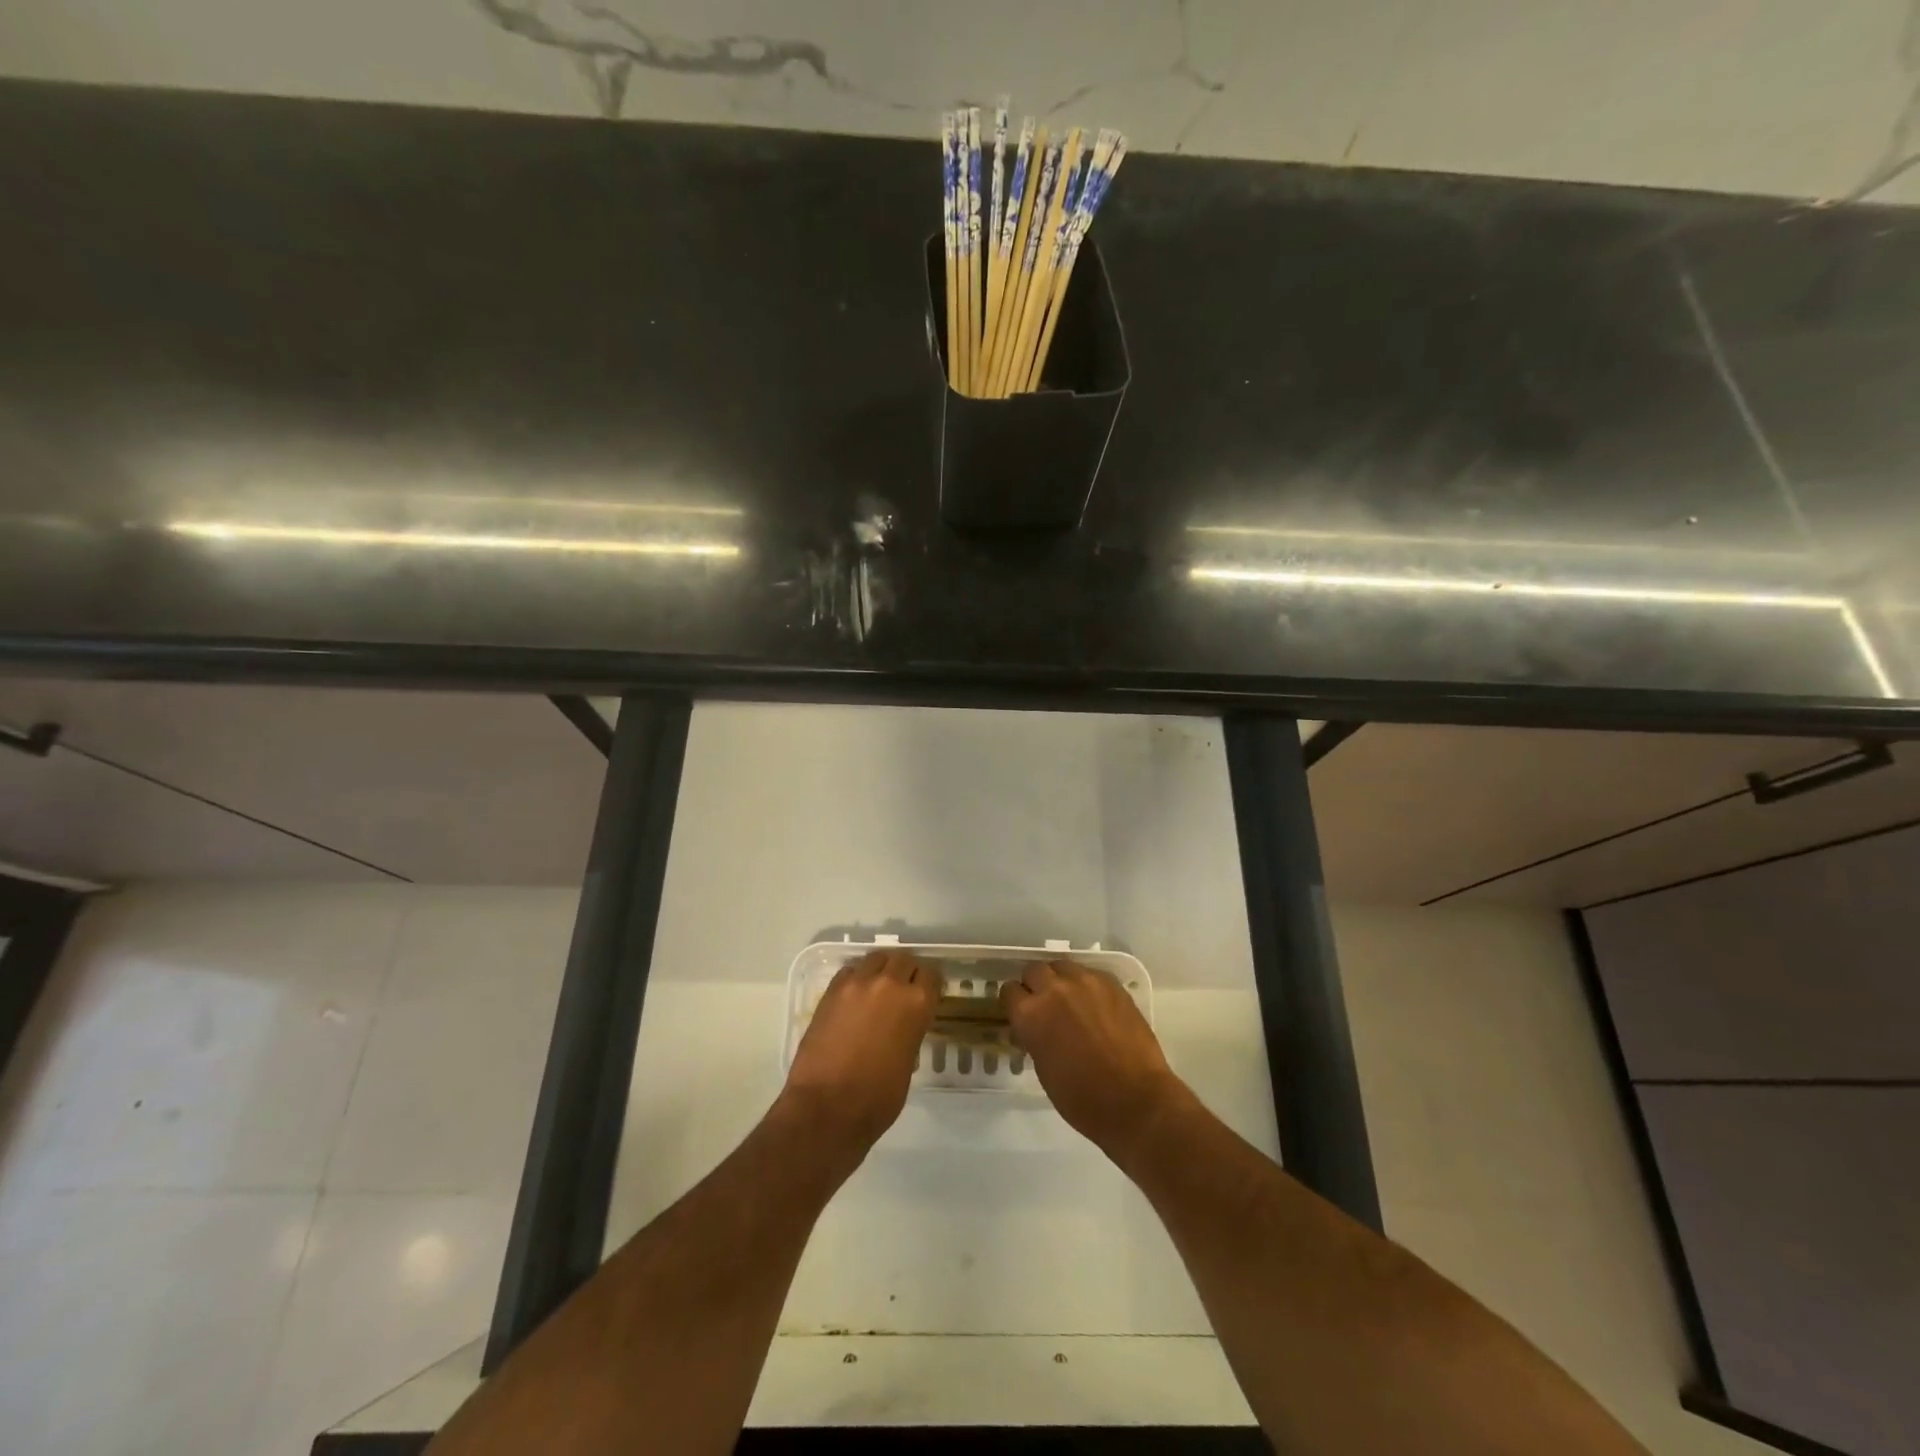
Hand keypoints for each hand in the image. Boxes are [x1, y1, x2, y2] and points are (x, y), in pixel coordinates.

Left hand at [782, 950, 937, 1164]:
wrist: (827, 1108)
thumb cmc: (877, 1099)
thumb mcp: (908, 1064)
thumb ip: (910, 1033)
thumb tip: (902, 1026)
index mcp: (917, 1004)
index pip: (931, 975)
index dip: (929, 984)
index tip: (927, 993)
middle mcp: (889, 984)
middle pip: (903, 959)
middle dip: (906, 972)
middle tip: (902, 990)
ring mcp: (857, 984)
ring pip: (876, 958)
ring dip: (881, 969)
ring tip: (877, 988)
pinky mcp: (831, 991)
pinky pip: (849, 971)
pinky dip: (856, 978)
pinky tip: (854, 997)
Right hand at [1002, 960, 1187, 1164]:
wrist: (1136, 1100)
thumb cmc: (1082, 1098)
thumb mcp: (1043, 1069)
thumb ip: (1034, 1037)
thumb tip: (1034, 1028)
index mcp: (1030, 1014)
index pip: (1009, 991)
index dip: (1015, 1003)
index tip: (1022, 1014)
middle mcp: (1054, 989)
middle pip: (1034, 970)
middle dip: (1035, 985)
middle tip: (1046, 1006)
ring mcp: (1085, 982)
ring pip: (1062, 966)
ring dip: (1060, 980)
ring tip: (1071, 1001)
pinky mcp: (1111, 983)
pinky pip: (1090, 973)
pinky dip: (1086, 985)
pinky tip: (1095, 1005)